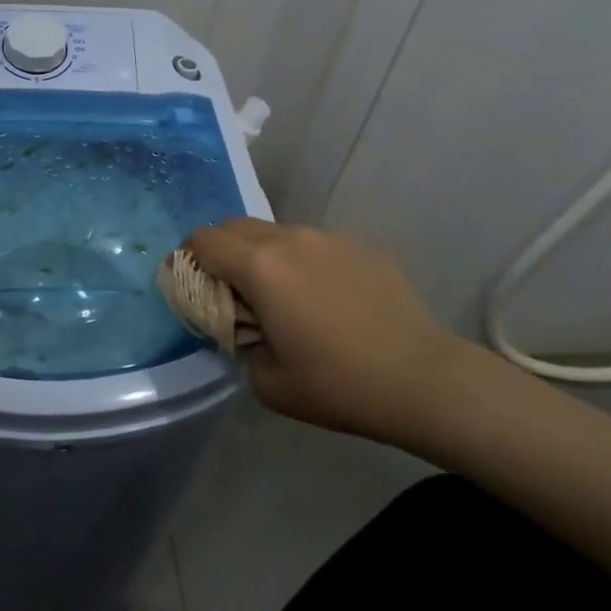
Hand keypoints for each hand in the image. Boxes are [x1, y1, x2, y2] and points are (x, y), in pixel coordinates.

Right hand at [185, 218, 484, 450]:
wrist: (423, 380)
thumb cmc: (337, 384)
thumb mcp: (267, 381)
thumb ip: (237, 343)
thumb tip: (239, 326)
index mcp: (260, 267)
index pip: (203, 239)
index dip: (188, 259)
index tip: (193, 286)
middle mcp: (289, 239)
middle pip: (233, 225)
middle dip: (220, 251)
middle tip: (231, 291)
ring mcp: (328, 237)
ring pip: (275, 231)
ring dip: (262, 254)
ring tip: (282, 295)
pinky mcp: (360, 244)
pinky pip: (313, 243)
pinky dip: (301, 261)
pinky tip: (325, 298)